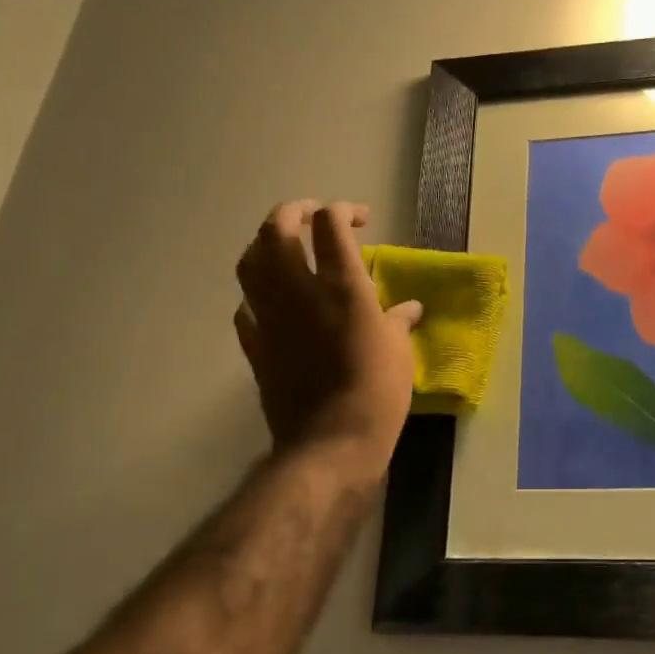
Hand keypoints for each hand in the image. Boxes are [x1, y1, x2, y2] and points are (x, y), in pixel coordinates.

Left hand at [234, 200, 421, 489]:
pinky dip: (256, 295)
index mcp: (342, 286)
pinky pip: (245, 307)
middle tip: (313, 216)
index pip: (329, 223)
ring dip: (265, 244)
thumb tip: (409, 309)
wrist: (331, 442)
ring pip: (250, 261)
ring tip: (284, 247)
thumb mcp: (400, 352)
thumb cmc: (377, 392)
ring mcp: (269, 317)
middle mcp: (298, 290)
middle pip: (277, 228)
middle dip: (293, 211)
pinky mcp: (254, 345)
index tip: (359, 221)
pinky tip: (271, 302)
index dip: (342, 211)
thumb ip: (399, 321)